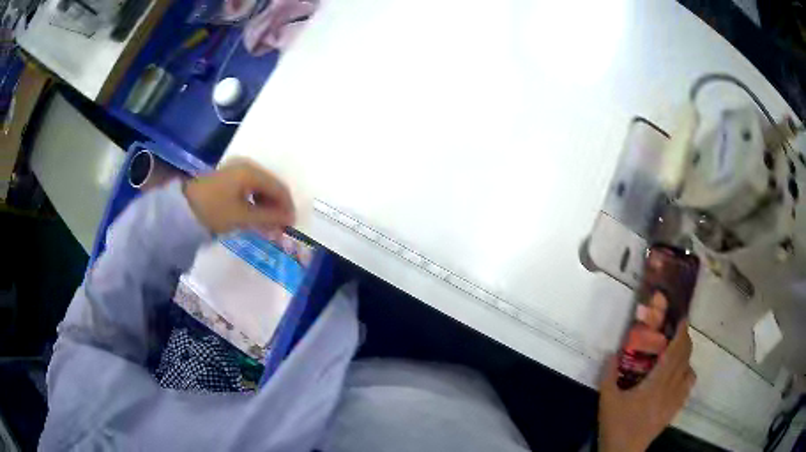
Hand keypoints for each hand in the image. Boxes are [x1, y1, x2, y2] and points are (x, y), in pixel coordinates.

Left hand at [184, 159, 295, 234]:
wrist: (181, 206)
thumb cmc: (213, 210)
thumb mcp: (242, 217)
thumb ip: (268, 217)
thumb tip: (289, 219)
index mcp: (251, 172)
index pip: (279, 187)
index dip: (287, 206)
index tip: (290, 225)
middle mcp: (246, 165)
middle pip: (271, 185)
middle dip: (277, 206)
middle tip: (279, 226)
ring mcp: (236, 169)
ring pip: (260, 186)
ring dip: (266, 204)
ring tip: (267, 223)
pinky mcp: (228, 175)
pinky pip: (250, 186)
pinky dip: (255, 200)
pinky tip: (253, 213)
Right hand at [598, 322, 696, 451]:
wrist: (623, 451)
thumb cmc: (616, 424)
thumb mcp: (607, 400)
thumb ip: (608, 375)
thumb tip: (611, 353)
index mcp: (655, 383)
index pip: (675, 353)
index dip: (682, 334)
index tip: (683, 320)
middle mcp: (670, 388)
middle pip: (685, 359)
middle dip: (686, 341)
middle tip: (680, 331)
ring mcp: (674, 400)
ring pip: (690, 372)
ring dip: (687, 358)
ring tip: (680, 354)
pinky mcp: (674, 410)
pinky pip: (688, 388)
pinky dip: (688, 375)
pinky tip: (681, 376)